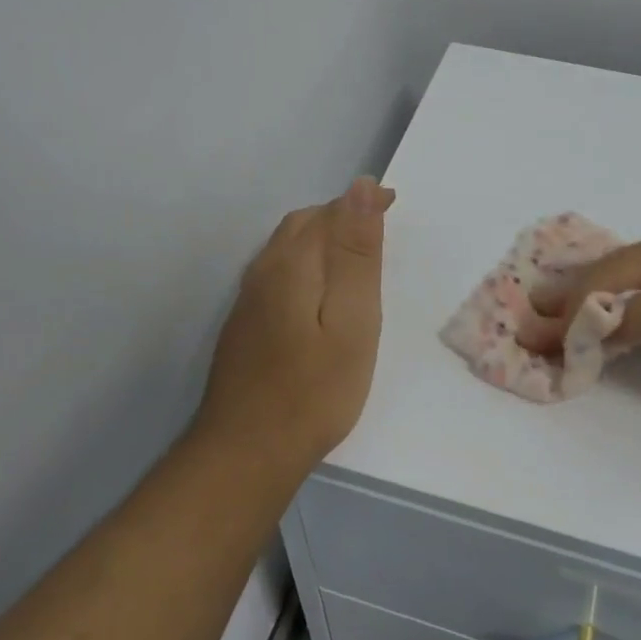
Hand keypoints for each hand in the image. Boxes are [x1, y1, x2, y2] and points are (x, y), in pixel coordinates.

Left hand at [194, 177, 395, 472]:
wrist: (246, 452)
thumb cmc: (314, 389)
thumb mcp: (352, 320)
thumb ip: (356, 253)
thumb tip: (362, 187)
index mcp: (292, 262)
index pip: (330, 211)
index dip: (364, 202)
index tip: (395, 204)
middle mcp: (264, 270)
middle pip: (305, 223)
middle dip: (343, 216)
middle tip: (381, 228)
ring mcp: (249, 298)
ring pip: (289, 247)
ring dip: (324, 238)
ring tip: (358, 256)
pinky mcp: (244, 323)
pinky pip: (279, 271)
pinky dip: (308, 263)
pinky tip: (322, 293)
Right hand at [518, 223, 640, 406]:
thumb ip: (640, 318)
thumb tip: (586, 319)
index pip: (606, 277)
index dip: (566, 306)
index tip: (529, 333)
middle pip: (613, 272)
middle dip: (571, 297)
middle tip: (530, 319)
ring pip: (633, 282)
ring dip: (594, 303)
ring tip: (557, 320)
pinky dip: (624, 308)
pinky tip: (611, 319)